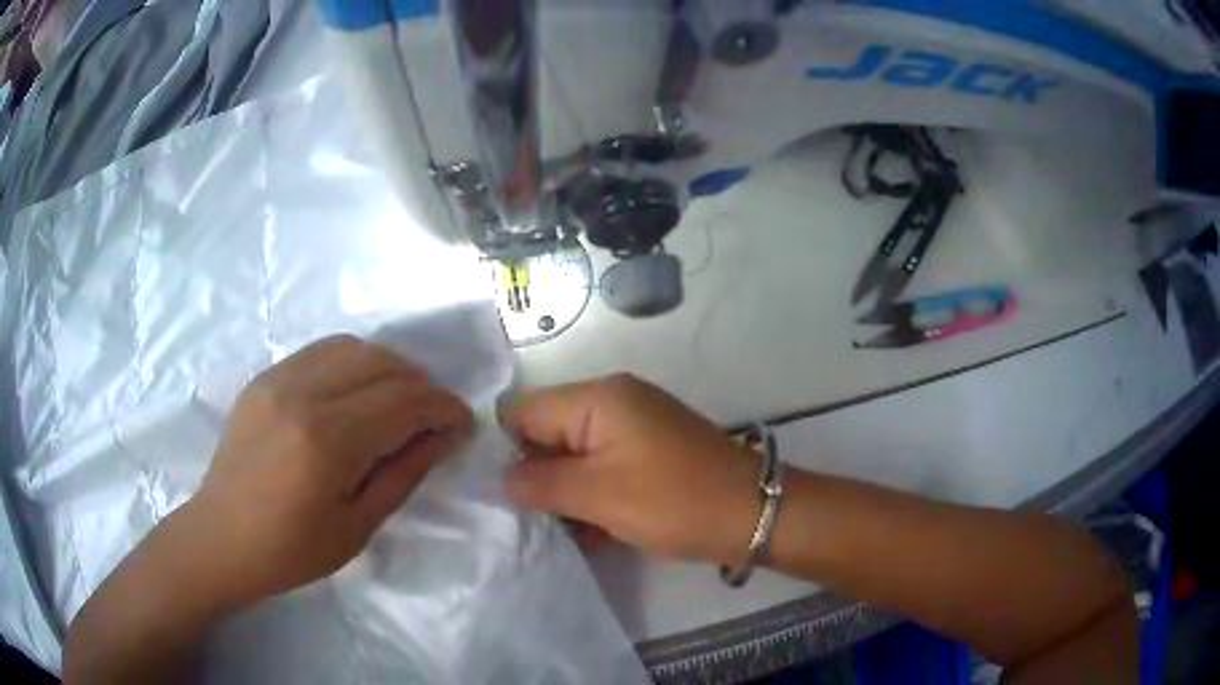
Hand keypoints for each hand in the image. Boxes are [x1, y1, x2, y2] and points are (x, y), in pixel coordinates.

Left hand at [184, 335, 472, 606]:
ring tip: (401, 400)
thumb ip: (404, 473)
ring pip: (352, 346)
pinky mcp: (265, 377)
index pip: (403, 402)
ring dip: (389, 367)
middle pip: (382, 363)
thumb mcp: (358, 526)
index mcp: (327, 441)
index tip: (465, 424)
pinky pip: (322, 351)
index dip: (444, 408)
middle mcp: (302, 394)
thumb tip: (443, 436)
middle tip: (436, 416)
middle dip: (422, 384)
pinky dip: (354, 363)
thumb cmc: (291, 551)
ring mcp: (278, 378)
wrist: (221, 538)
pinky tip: (359, 393)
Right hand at [500, 374, 759, 565]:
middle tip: (532, 520)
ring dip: (565, 494)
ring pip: (575, 457)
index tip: (498, 494)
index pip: (523, 412)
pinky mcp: (649, 454)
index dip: (504, 450)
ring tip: (564, 532)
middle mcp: (613, 403)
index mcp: (597, 398)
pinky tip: (593, 533)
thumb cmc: (673, 501)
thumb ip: (539, 482)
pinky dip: (593, 497)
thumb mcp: (597, 495)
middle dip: (537, 477)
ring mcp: (634, 428)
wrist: (753, 514)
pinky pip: (603, 469)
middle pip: (548, 433)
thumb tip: (500, 477)